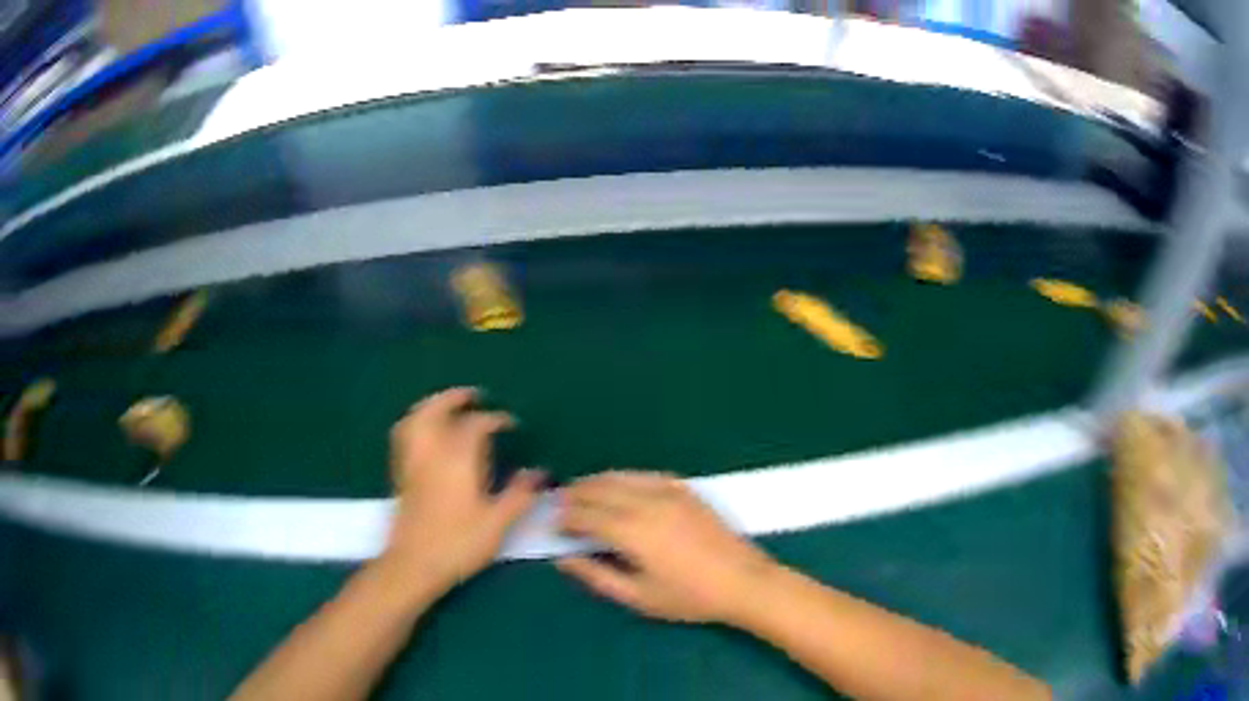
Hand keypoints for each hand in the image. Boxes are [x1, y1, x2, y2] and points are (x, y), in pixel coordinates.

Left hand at [382, 387, 542, 596]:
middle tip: (473, 396)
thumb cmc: (459, 544)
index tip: (511, 424)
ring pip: (415, 419)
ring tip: (446, 406)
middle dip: (455, 398)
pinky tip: (425, 433)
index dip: (495, 419)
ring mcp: (412, 462)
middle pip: (437, 410)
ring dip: (431, 405)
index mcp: (458, 459)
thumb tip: (539, 473)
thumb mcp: (497, 523)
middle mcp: (432, 452)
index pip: (476, 425)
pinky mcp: (400, 475)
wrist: (414, 564)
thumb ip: (519, 495)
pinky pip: (404, 435)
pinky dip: (415, 423)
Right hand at [556, 471, 775, 623]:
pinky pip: (644, 475)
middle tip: (557, 504)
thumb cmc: (689, 597)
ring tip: (579, 492)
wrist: (743, 582)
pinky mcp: (685, 490)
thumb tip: (564, 558)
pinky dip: (623, 478)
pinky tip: (618, 486)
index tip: (551, 525)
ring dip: (595, 482)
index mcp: (633, 531)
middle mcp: (647, 502)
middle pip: (599, 489)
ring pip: (620, 476)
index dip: (564, 518)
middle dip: (574, 495)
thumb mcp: (638, 597)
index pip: (586, 515)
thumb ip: (597, 576)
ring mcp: (669, 491)